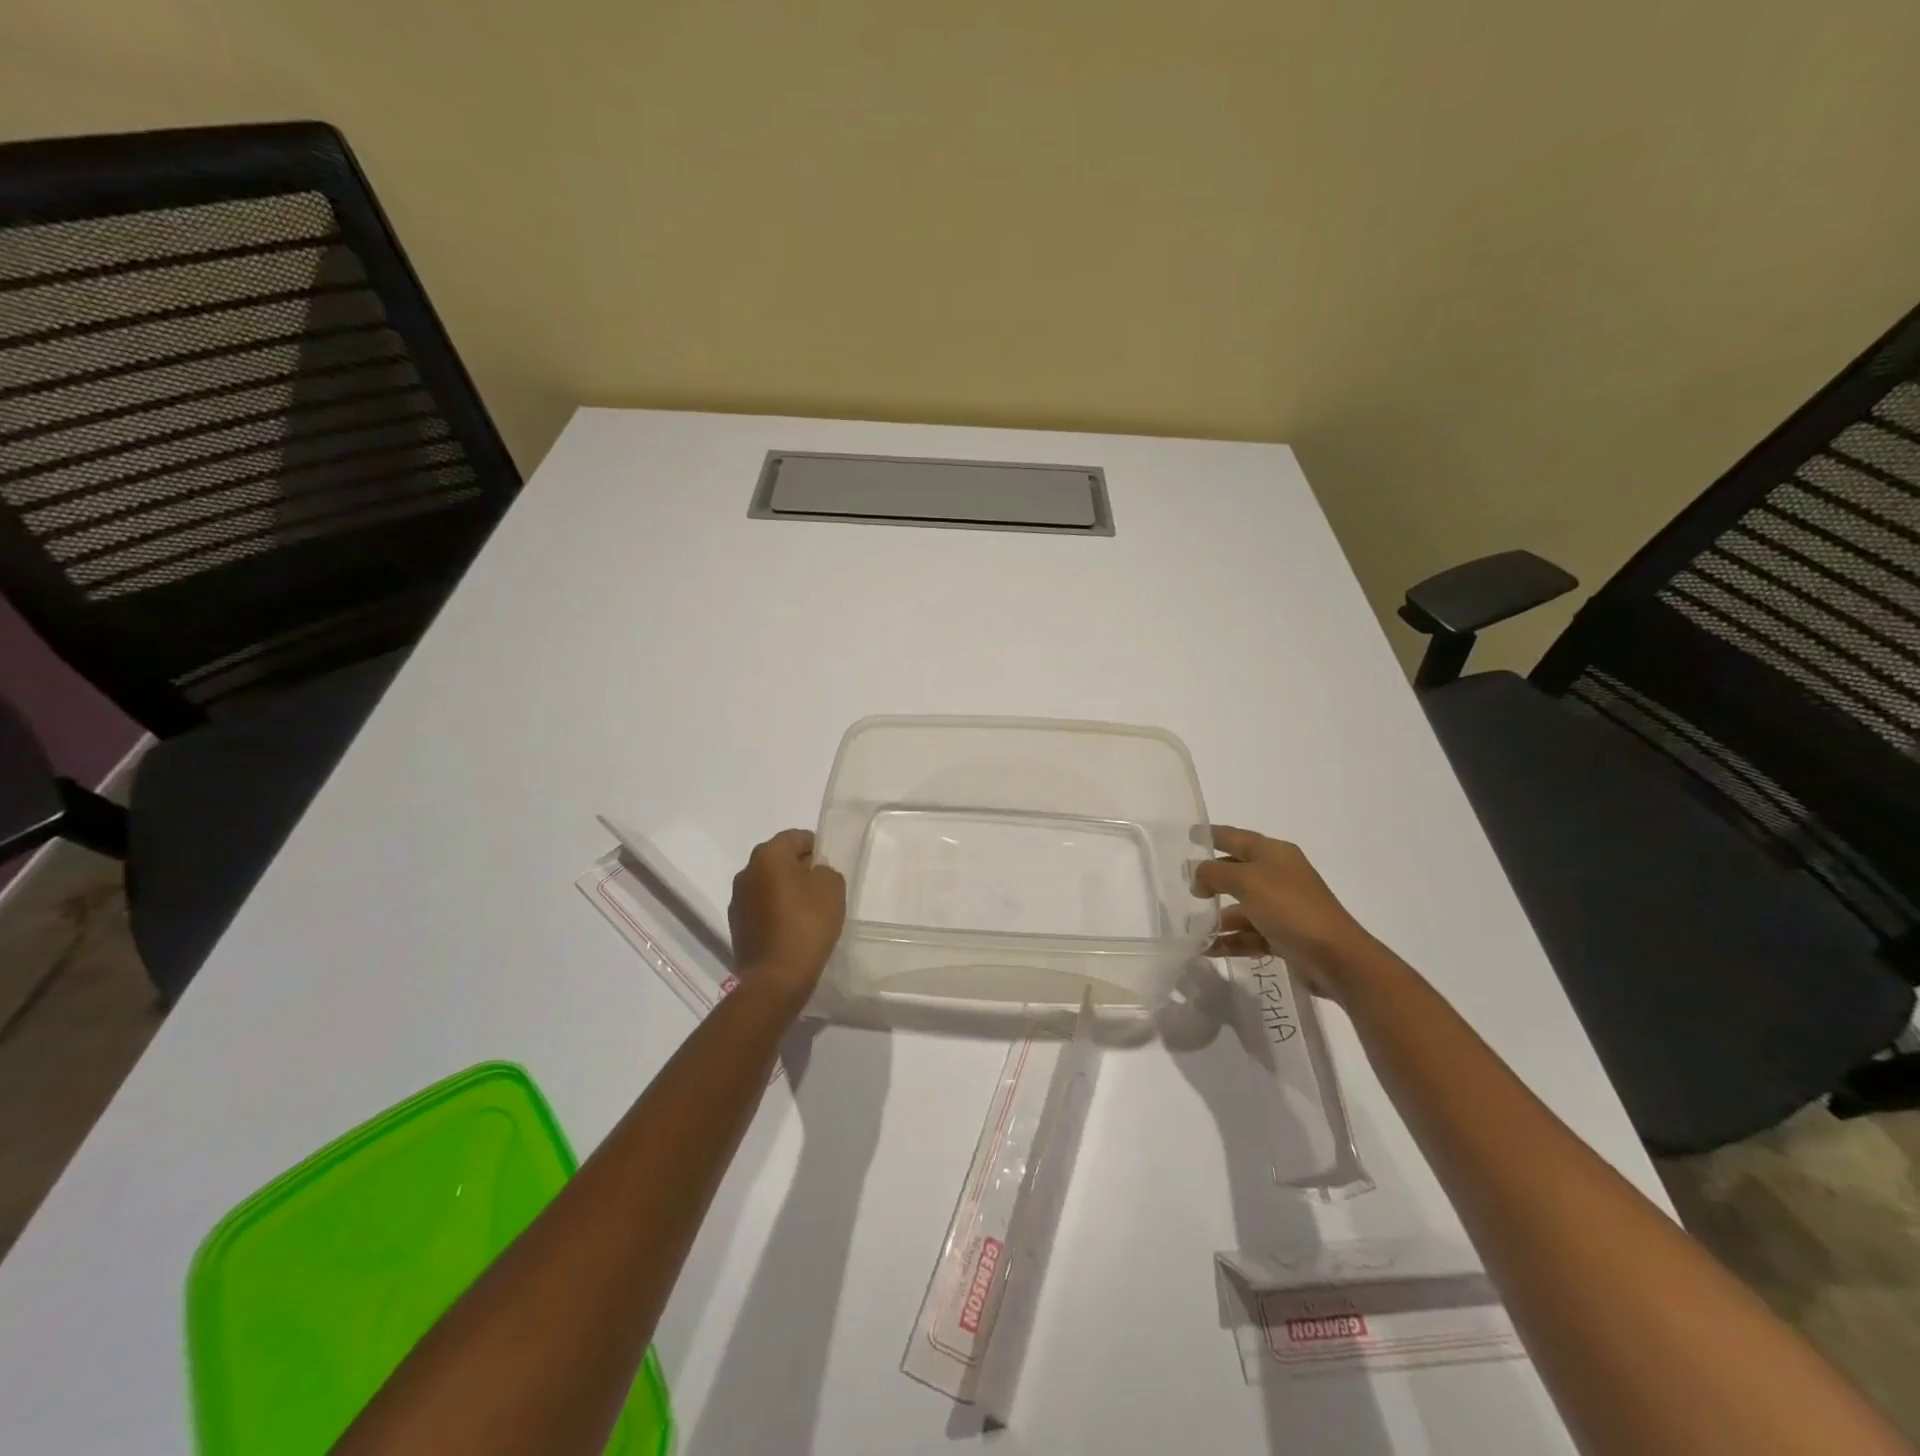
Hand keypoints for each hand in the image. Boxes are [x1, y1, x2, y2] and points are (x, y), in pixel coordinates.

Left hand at [727, 829, 846, 1006]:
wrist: (776, 978)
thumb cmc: (807, 925)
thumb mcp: (832, 888)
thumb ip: (826, 870)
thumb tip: (814, 873)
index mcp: (768, 855)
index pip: (796, 837)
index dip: (816, 847)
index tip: (830, 866)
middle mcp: (746, 871)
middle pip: (779, 859)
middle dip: (800, 868)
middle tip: (823, 887)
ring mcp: (737, 900)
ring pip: (768, 884)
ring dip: (786, 890)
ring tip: (808, 910)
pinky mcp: (736, 925)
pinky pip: (761, 907)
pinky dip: (775, 910)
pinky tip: (792, 928)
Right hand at [1194, 826, 1375, 1001]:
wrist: (1335, 957)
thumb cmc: (1290, 908)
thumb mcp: (1247, 881)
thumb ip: (1214, 873)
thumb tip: (1197, 876)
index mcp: (1274, 853)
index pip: (1236, 837)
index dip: (1212, 835)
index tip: (1188, 835)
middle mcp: (1278, 876)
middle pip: (1236, 871)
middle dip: (1210, 878)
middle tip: (1182, 885)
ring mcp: (1282, 907)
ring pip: (1241, 906)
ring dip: (1217, 916)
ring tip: (1190, 926)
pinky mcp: (1283, 935)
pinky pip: (1248, 934)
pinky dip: (1229, 940)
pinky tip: (1206, 948)